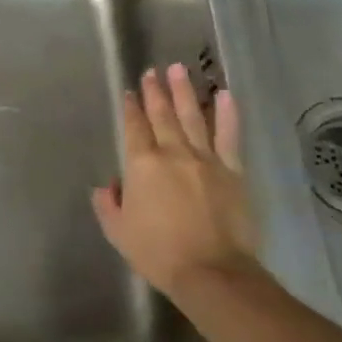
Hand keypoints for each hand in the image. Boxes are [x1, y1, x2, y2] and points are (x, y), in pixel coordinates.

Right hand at [93, 63, 257, 296]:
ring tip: (179, 69)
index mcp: (141, 164)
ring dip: (184, 92)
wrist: (211, 272)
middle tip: (152, 71)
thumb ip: (109, 204)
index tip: (130, 91)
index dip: (131, 108)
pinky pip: (229, 137)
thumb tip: (110, 187)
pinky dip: (227, 114)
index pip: (134, 127)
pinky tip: (225, 95)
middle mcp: (172, 153)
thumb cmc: (157, 252)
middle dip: (155, 91)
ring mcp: (205, 160)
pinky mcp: (232, 172)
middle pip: (162, 115)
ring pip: (193, 117)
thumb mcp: (118, 231)